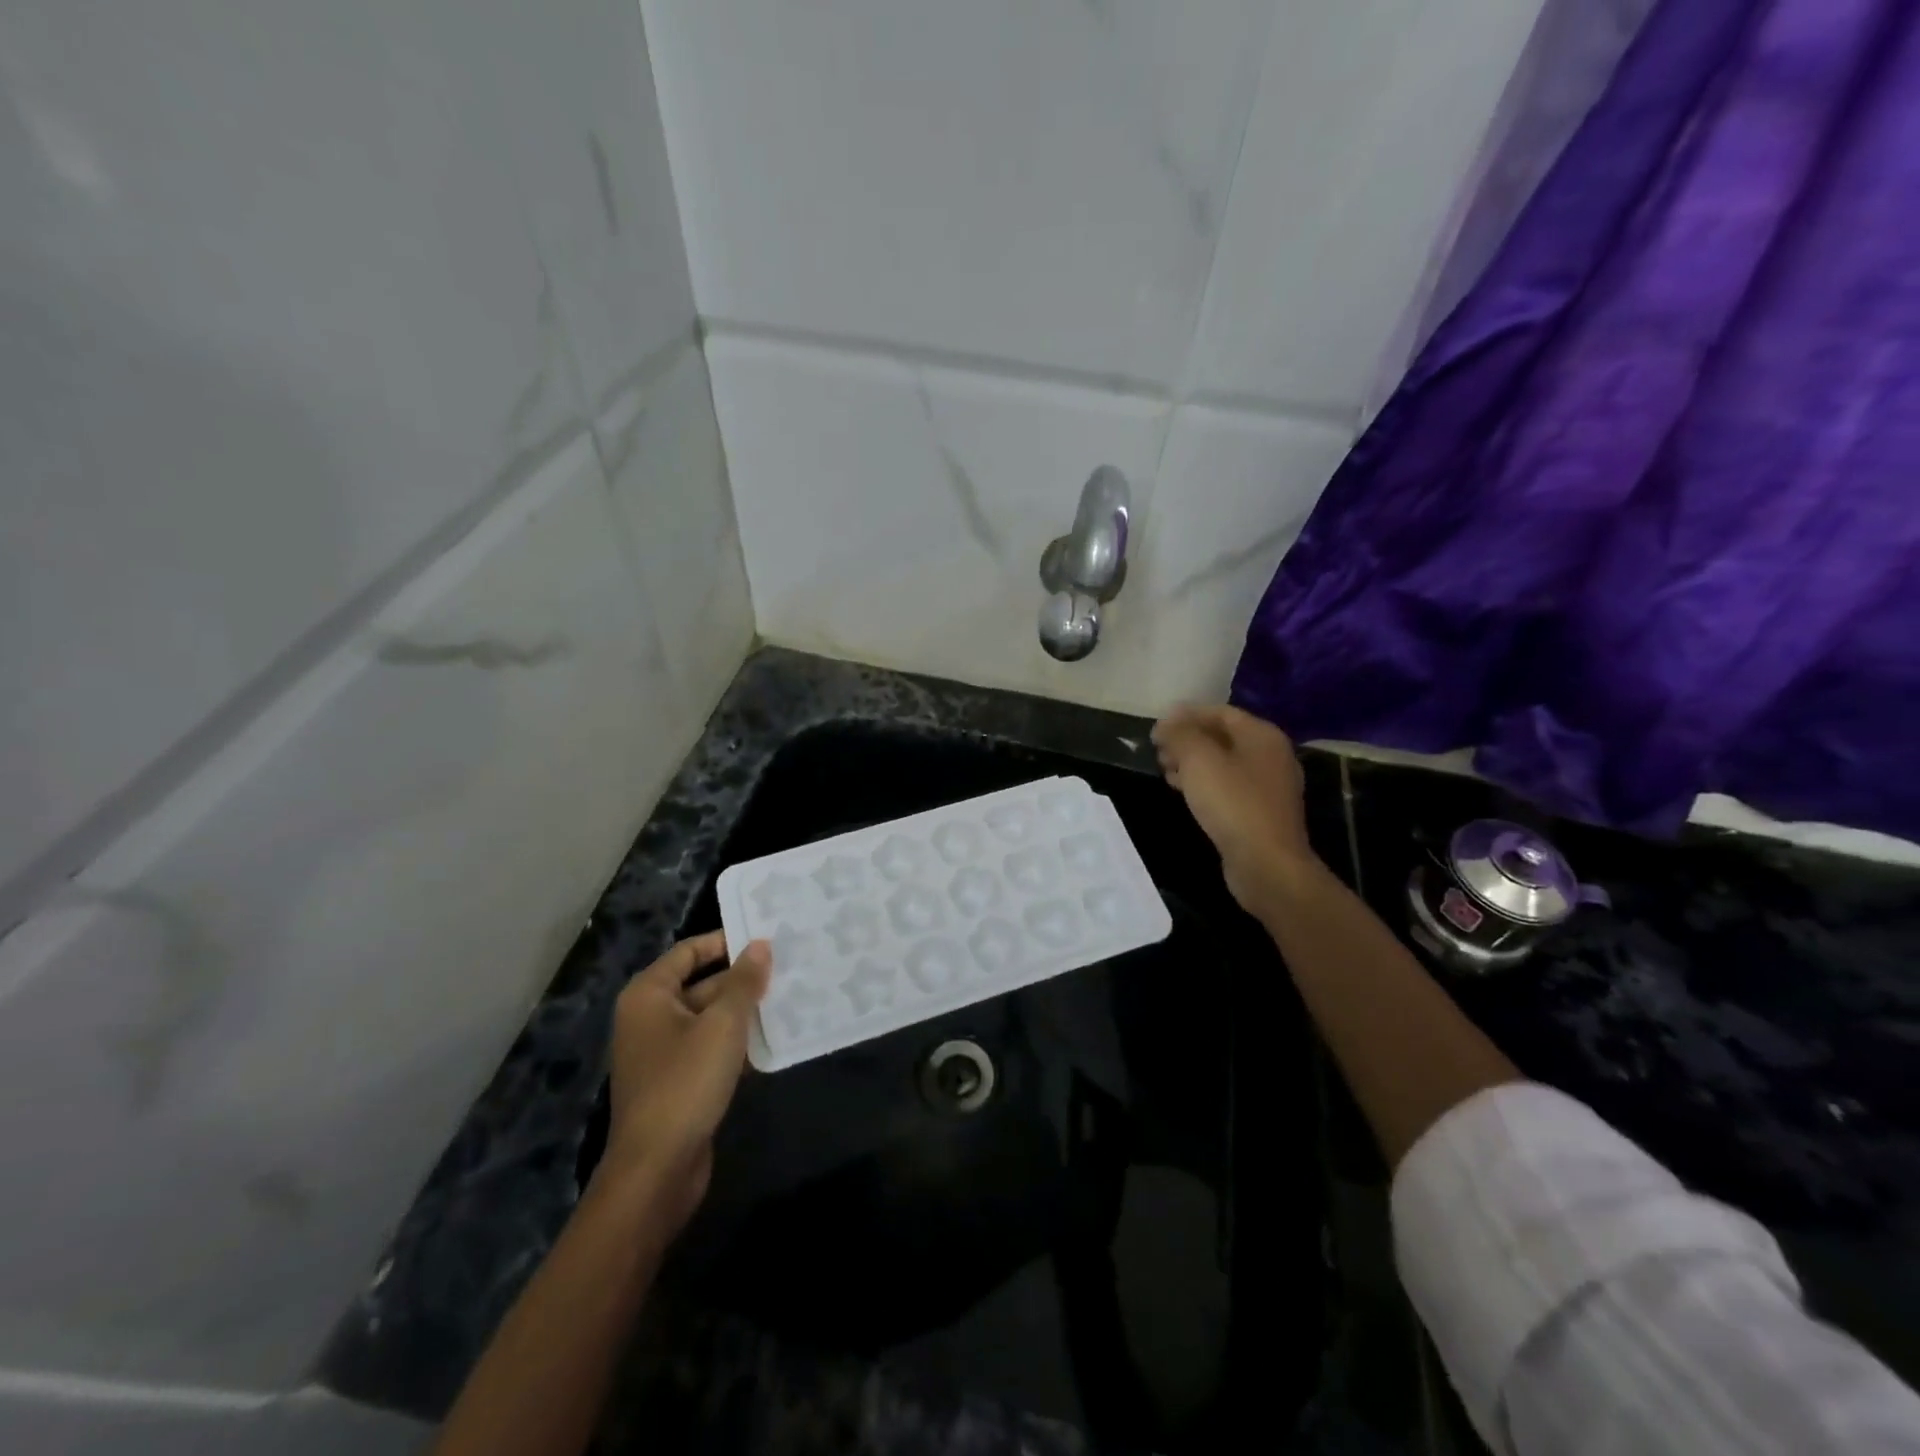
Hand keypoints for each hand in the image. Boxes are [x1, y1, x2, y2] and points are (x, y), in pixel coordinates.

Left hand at [597, 932, 770, 1234]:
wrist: (657, 1169)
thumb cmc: (685, 1083)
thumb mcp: (723, 1025)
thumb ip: (744, 982)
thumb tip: (761, 945)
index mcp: (649, 995)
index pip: (690, 950)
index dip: (727, 941)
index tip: (768, 938)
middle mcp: (650, 1017)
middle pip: (702, 982)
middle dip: (743, 978)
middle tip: (789, 966)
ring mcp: (662, 1051)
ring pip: (710, 1017)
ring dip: (745, 1010)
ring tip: (790, 996)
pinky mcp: (677, 1080)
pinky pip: (710, 1047)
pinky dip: (737, 1041)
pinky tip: (773, 1039)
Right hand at [1151, 705, 1318, 913]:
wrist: (1266, 864)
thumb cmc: (1233, 803)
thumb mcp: (1199, 760)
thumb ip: (1180, 734)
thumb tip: (1167, 722)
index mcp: (1262, 735)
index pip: (1220, 712)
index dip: (1186, 715)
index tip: (1156, 725)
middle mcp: (1270, 756)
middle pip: (1222, 737)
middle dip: (1187, 739)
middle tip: (1157, 749)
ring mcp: (1267, 786)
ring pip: (1223, 763)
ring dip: (1192, 762)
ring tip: (1163, 768)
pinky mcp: (1259, 812)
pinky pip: (1227, 787)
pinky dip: (1203, 783)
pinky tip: (1181, 791)